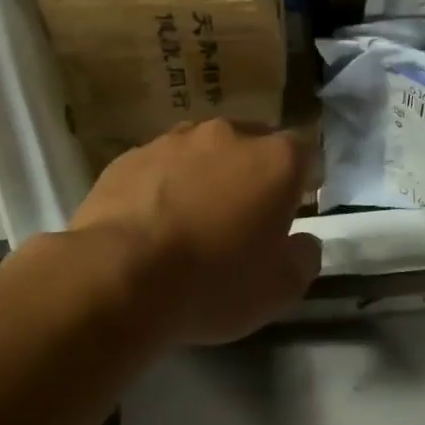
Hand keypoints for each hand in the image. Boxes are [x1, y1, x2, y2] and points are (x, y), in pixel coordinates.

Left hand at [70, 119, 321, 344]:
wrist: (120, 275)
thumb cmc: (215, 282)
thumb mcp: (281, 288)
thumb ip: (304, 257)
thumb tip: (302, 242)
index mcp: (275, 160)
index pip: (303, 153)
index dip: (301, 180)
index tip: (293, 208)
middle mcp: (227, 135)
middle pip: (250, 145)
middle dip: (251, 174)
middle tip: (243, 216)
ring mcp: (172, 141)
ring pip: (201, 152)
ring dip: (204, 177)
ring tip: (192, 219)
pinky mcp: (128, 157)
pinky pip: (158, 168)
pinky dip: (162, 187)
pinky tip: (151, 223)